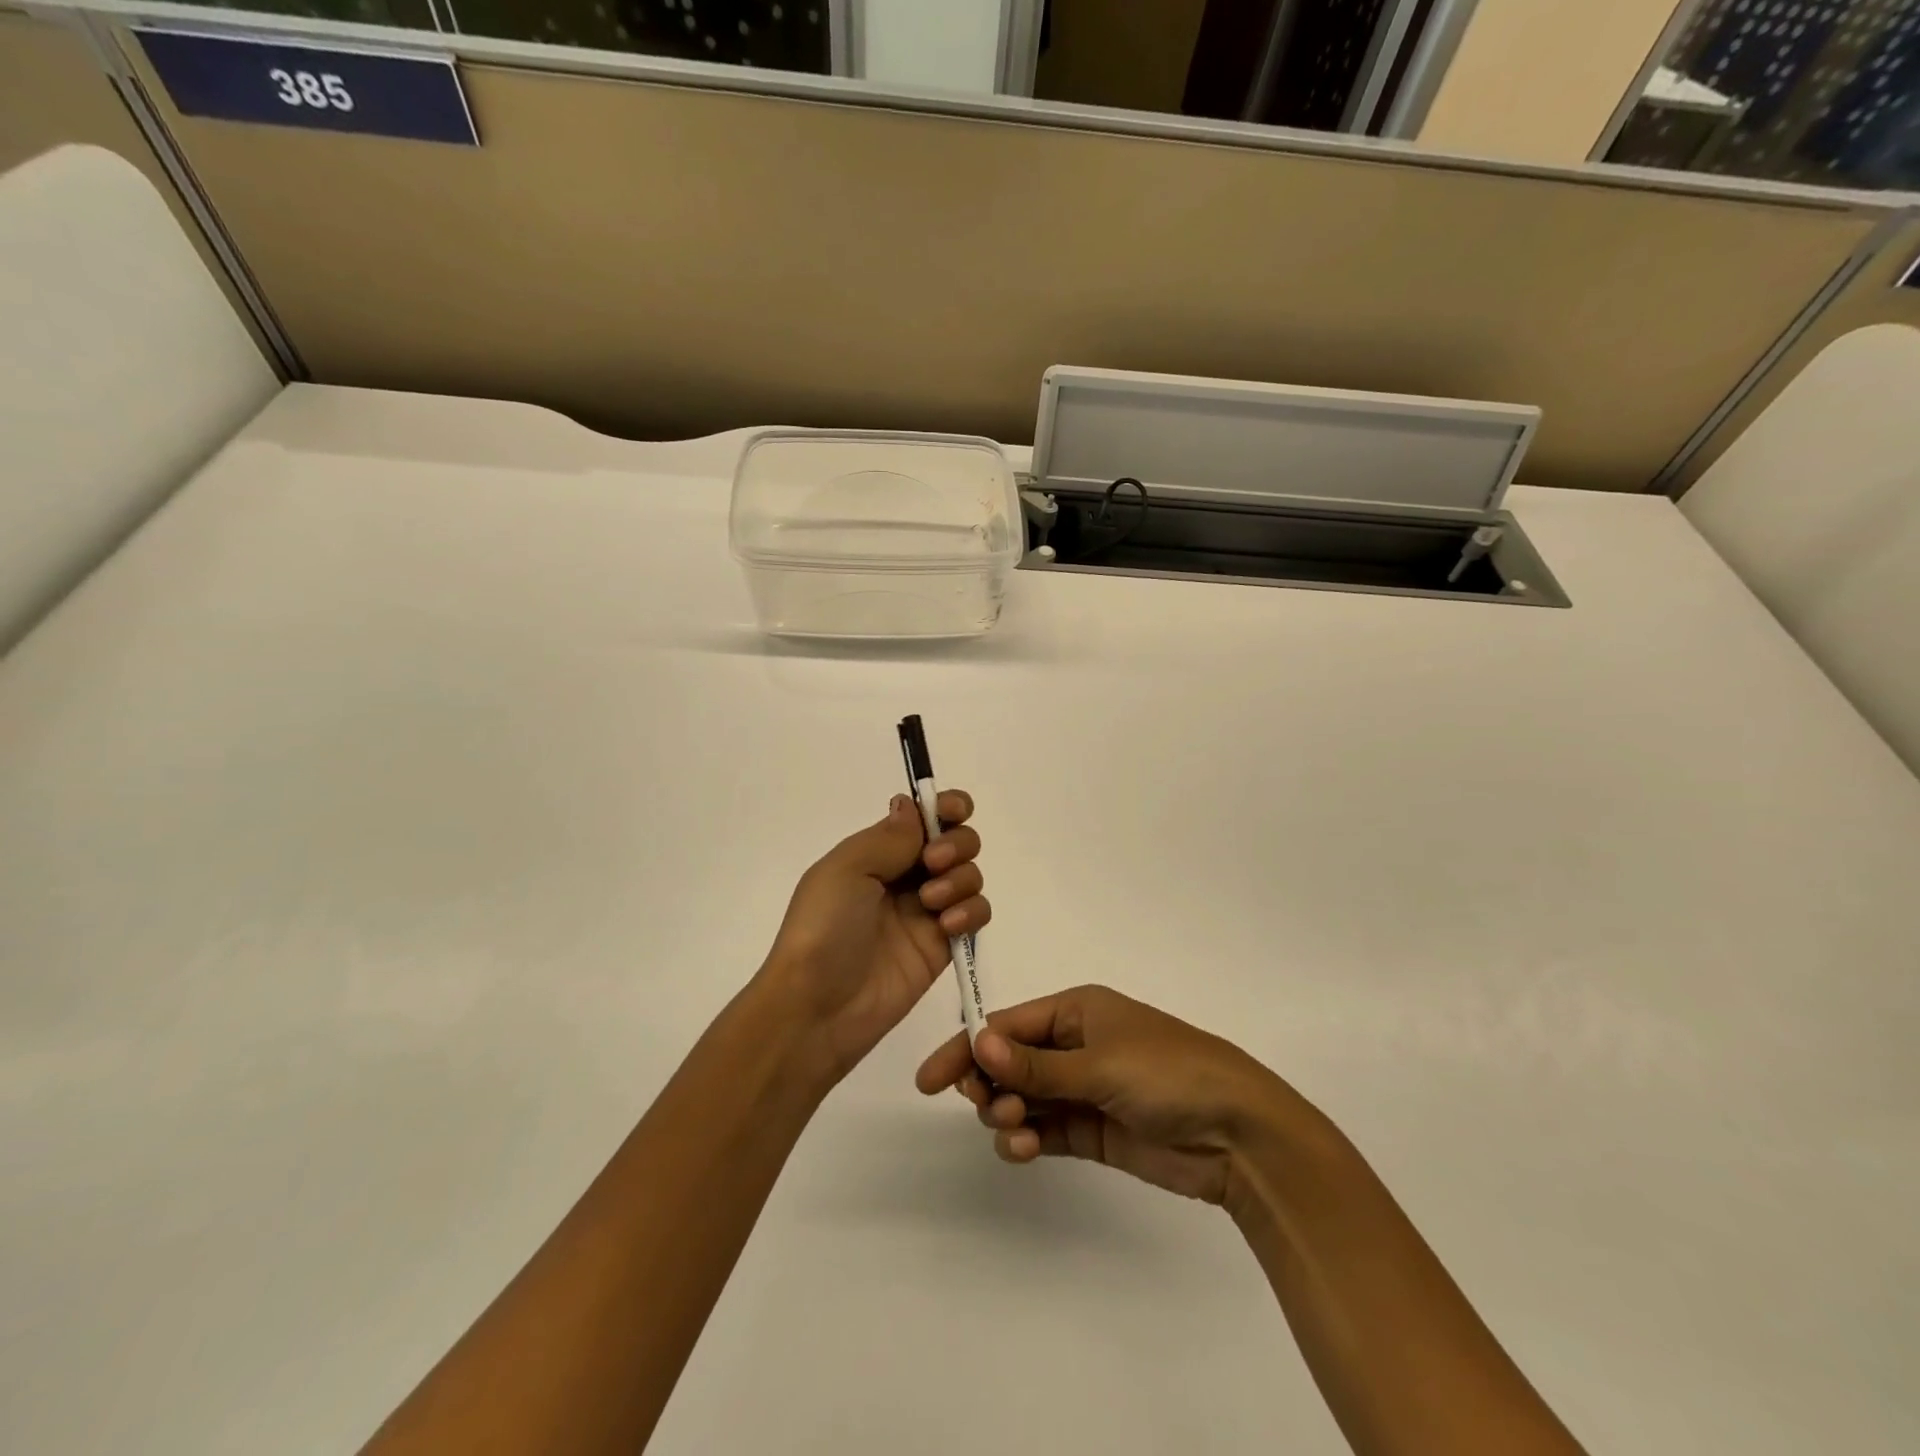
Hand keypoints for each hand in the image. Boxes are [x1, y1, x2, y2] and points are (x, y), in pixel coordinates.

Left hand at [758, 791, 989, 1085]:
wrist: (818, 1007)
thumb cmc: (823, 928)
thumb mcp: (846, 869)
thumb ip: (889, 837)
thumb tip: (913, 805)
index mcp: (876, 852)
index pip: (922, 817)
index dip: (945, 806)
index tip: (954, 811)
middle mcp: (904, 876)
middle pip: (955, 841)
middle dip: (956, 843)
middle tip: (933, 862)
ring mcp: (926, 912)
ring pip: (969, 875)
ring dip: (960, 878)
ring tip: (931, 903)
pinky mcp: (942, 946)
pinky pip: (976, 915)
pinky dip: (971, 912)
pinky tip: (947, 926)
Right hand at [915, 984, 1286, 1205]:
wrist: (1238, 1132)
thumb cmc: (1167, 1074)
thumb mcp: (1099, 1063)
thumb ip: (1036, 1063)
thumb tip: (977, 1043)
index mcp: (1077, 1011)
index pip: (1007, 1025)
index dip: (968, 1049)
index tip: (931, 1081)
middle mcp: (1075, 1045)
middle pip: (1010, 1061)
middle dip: (990, 1084)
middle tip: (991, 1106)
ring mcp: (1084, 1089)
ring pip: (1024, 1098)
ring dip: (1008, 1113)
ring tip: (1016, 1130)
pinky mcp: (1094, 1130)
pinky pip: (1046, 1130)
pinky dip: (1028, 1139)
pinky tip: (1024, 1150)